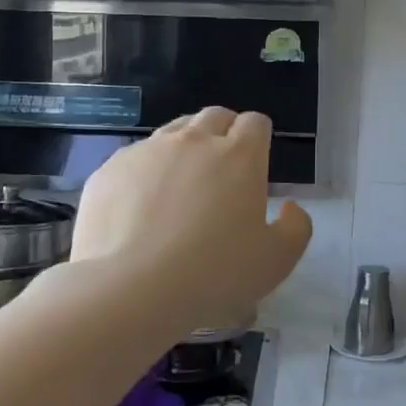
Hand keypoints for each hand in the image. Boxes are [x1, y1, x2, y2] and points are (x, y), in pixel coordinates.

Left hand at [69, 108, 312, 337]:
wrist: (131, 289)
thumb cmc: (215, 273)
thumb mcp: (277, 260)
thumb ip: (296, 227)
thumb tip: (289, 207)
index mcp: (240, 155)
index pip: (255, 122)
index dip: (259, 138)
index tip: (256, 164)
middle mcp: (194, 140)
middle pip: (214, 116)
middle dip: (223, 133)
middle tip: (222, 170)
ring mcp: (147, 151)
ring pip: (173, 132)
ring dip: (185, 147)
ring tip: (182, 185)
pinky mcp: (110, 170)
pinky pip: (135, 158)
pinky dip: (145, 173)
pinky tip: (142, 208)